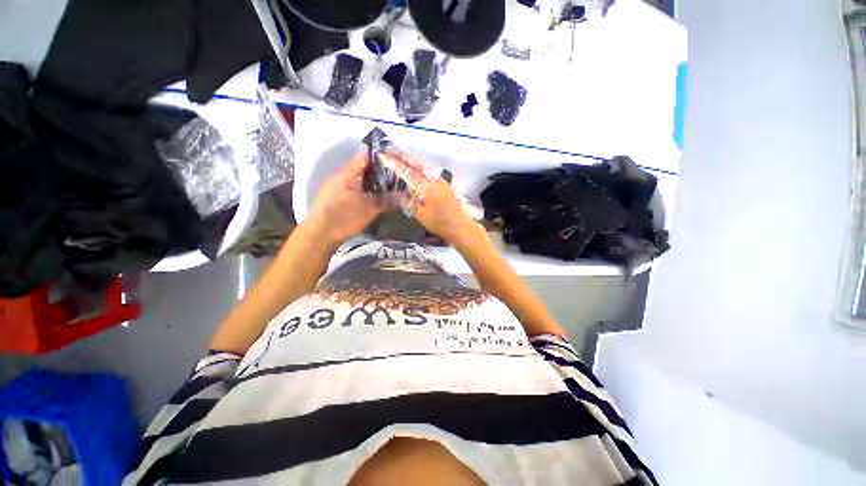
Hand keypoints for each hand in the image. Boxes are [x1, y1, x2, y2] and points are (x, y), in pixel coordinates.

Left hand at [305, 152, 386, 246]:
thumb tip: (402, 197)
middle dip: (378, 171)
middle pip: (362, 167)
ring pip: (357, 178)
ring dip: (371, 181)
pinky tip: (373, 196)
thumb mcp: (369, 210)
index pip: (365, 157)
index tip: (394, 163)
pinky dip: (364, 189)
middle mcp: (341, 176)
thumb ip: (386, 201)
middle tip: (394, 178)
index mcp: (348, 174)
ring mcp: (336, 185)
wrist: (320, 234)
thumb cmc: (345, 218)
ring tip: (387, 187)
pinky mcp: (335, 195)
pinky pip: (353, 186)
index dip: (380, 158)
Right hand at [379, 152, 478, 244]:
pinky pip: (429, 169)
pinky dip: (419, 164)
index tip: (383, 156)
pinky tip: (414, 166)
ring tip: (399, 155)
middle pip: (417, 162)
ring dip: (411, 158)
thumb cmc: (440, 223)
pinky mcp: (444, 182)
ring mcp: (440, 179)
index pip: (408, 172)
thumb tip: (396, 193)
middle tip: (389, 150)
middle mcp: (434, 179)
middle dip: (402, 155)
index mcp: (428, 187)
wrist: (459, 226)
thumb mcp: (421, 215)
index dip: (394, 164)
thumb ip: (408, 202)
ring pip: (424, 164)